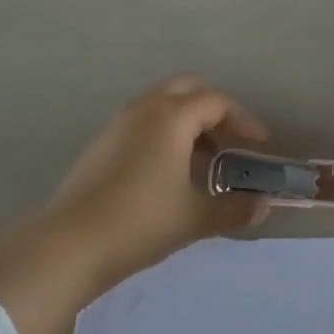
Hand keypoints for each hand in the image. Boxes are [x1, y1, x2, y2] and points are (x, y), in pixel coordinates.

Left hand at [0, 77, 270, 333]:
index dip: (244, 120)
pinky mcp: (103, 141)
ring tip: (204, 162)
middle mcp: (146, 107)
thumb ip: (233, 209)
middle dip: (215, 110)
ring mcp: (120, 122)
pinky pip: (144, 121)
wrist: (70, 244)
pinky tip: (169, 172)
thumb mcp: (194, 217)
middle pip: (189, 89)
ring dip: (188, 122)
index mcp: (172, 116)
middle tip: (231, 140)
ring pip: (163, 104)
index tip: (260, 144)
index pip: (217, 102)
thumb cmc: (140, 222)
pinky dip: (165, 133)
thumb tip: (262, 207)